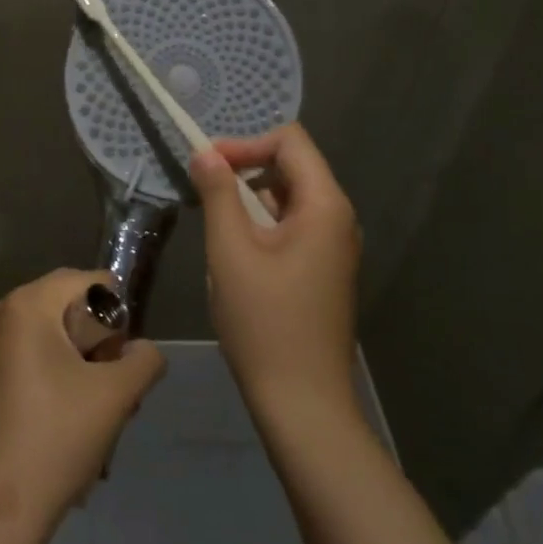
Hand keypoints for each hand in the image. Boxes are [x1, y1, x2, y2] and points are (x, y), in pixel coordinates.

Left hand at [0, 269, 165, 526]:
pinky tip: (71, 416)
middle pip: (68, 306)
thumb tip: (144, 350)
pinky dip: (57, 372)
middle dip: (99, 340)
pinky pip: (31, 352)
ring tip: (99, 407)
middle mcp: (1, 312)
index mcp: (27, 304)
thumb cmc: (59, 438)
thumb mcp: (117, 395)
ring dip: (82, 361)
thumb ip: (144, 359)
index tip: (123, 358)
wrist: (0, 506)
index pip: (88, 282)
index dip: (117, 314)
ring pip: (52, 333)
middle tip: (116, 385)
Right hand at [190, 124, 361, 417]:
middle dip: (245, 170)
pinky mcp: (324, 270)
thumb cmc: (264, 322)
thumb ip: (218, 194)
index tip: (207, 166)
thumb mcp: (230, 252)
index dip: (246, 143)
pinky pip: (292, 228)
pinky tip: (236, 257)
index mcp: (325, 206)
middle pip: (292, 167)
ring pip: (288, 199)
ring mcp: (335, 247)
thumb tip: (205, 152)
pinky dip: (261, 227)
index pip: (291, 141)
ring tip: (217, 230)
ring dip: (249, 201)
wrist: (303, 402)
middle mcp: (339, 219)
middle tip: (204, 194)